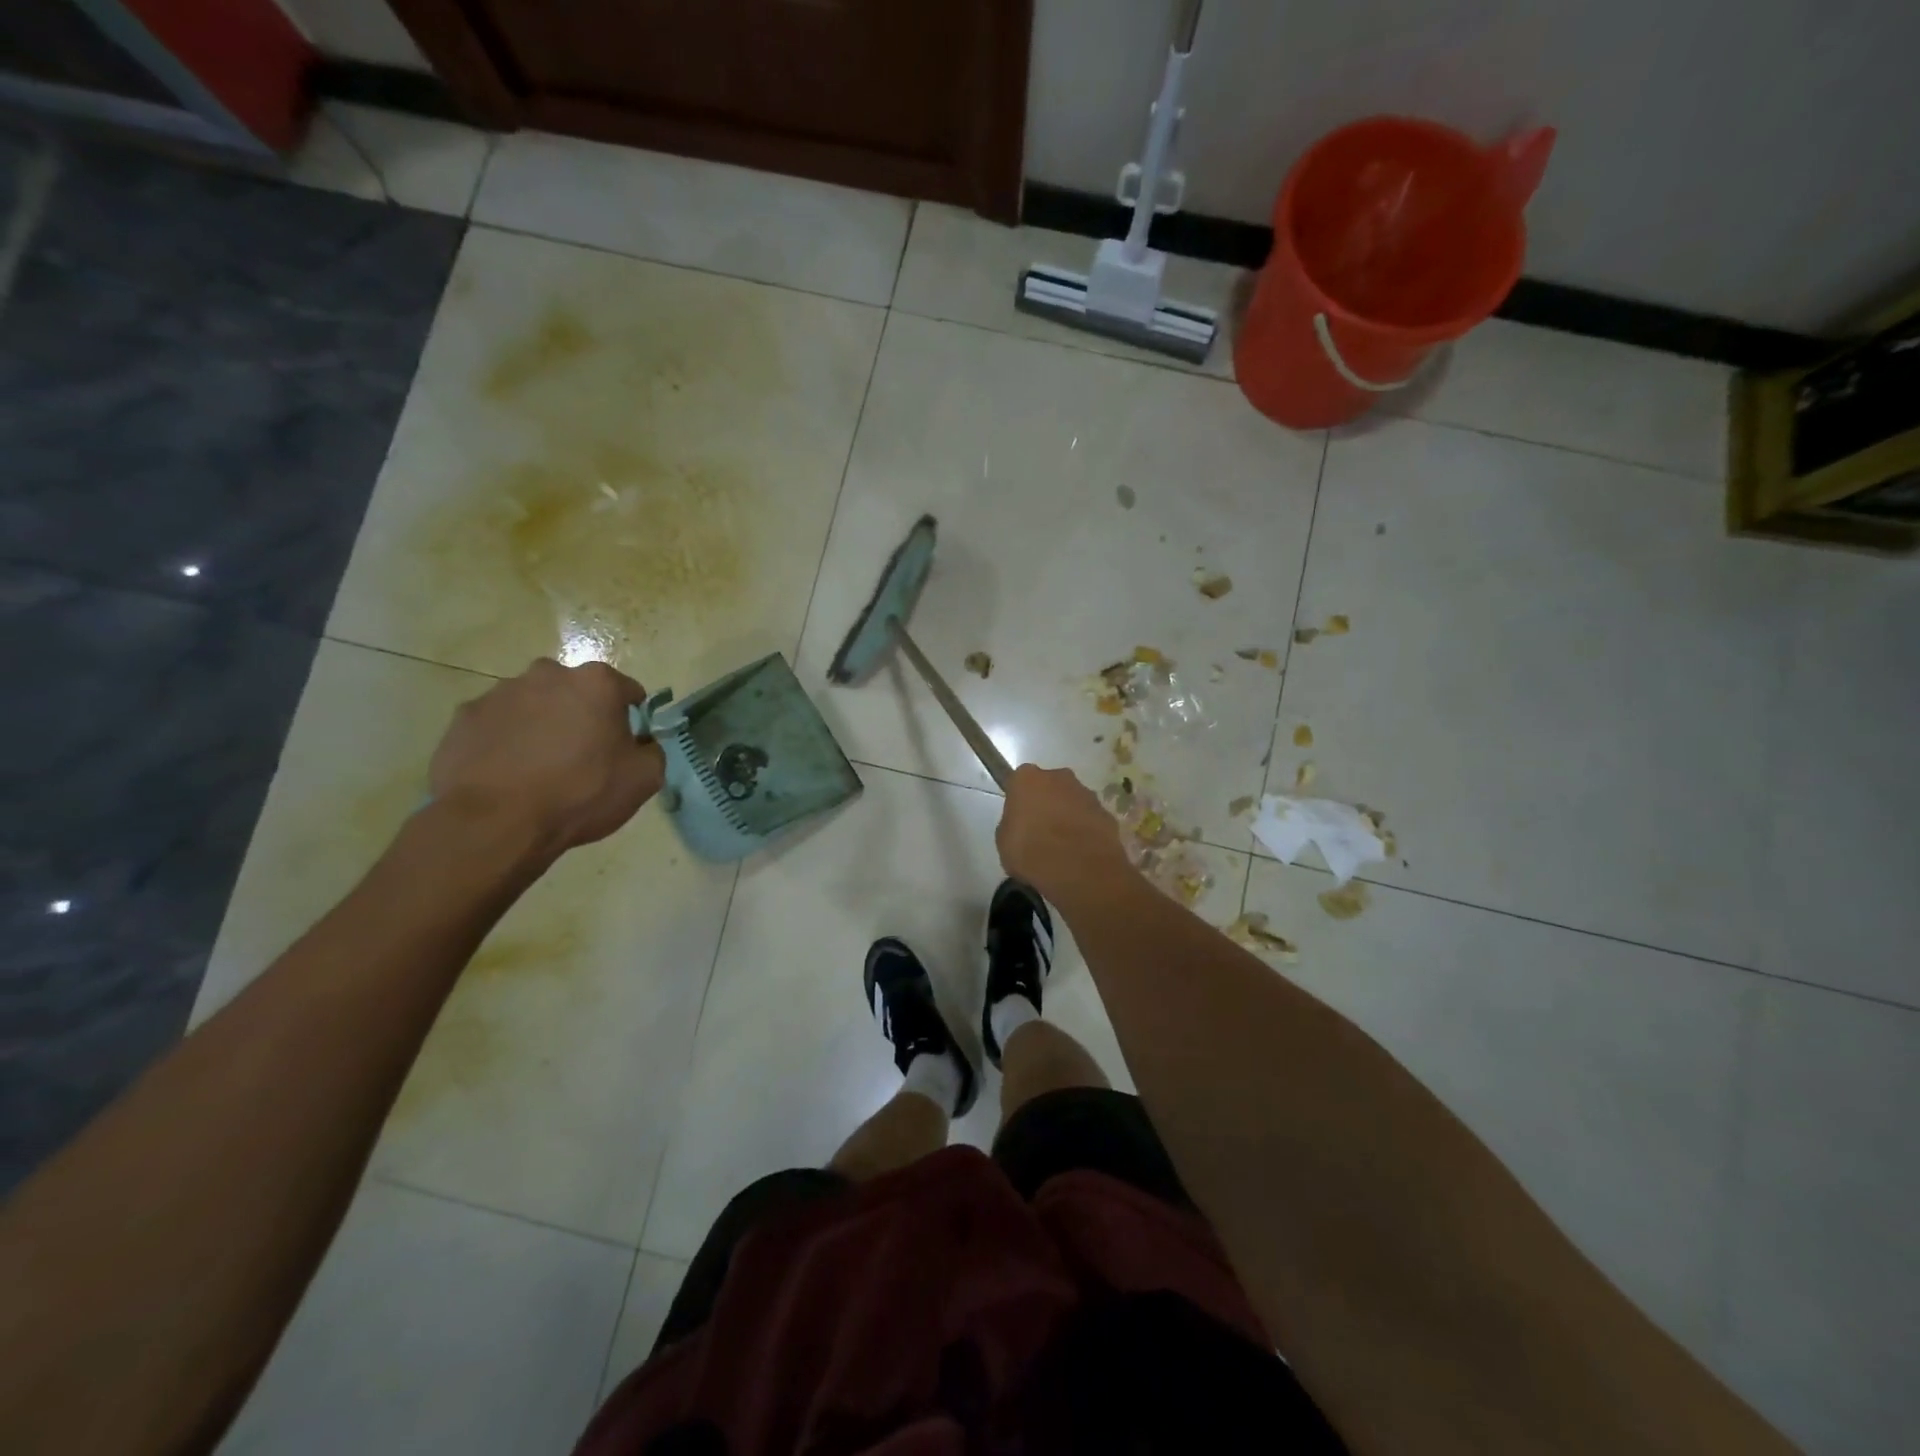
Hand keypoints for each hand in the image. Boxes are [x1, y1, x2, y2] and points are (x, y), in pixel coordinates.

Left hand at [429, 658, 665, 858]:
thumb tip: (642, 744)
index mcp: (596, 683)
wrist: (496, 822)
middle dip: (582, 715)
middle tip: (582, 756)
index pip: (627, 691)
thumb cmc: (581, 793)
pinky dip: (505, 741)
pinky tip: (507, 774)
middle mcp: (548, 674)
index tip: (626, 745)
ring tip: (539, 770)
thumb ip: (652, 751)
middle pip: (576, 692)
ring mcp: (500, 693)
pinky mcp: (464, 717)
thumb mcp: (644, 779)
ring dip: (542, 726)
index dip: (631, 718)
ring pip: (533, 705)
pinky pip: (497, 725)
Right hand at [996, 763, 1134, 908]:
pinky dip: (1085, 830)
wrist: (1080, 870)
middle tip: (1039, 831)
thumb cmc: (1031, 852)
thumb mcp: (1004, 842)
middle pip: (1049, 786)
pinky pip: (1090, 819)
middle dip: (1045, 802)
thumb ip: (1011, 825)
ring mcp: (1086, 793)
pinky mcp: (1107, 813)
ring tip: (1062, 846)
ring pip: (1072, 801)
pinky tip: (1080, 852)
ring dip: (1067, 815)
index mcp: (1027, 779)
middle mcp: (1059, 777)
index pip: (1018, 781)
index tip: (1018, 819)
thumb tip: (1021, 826)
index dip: (1018, 800)